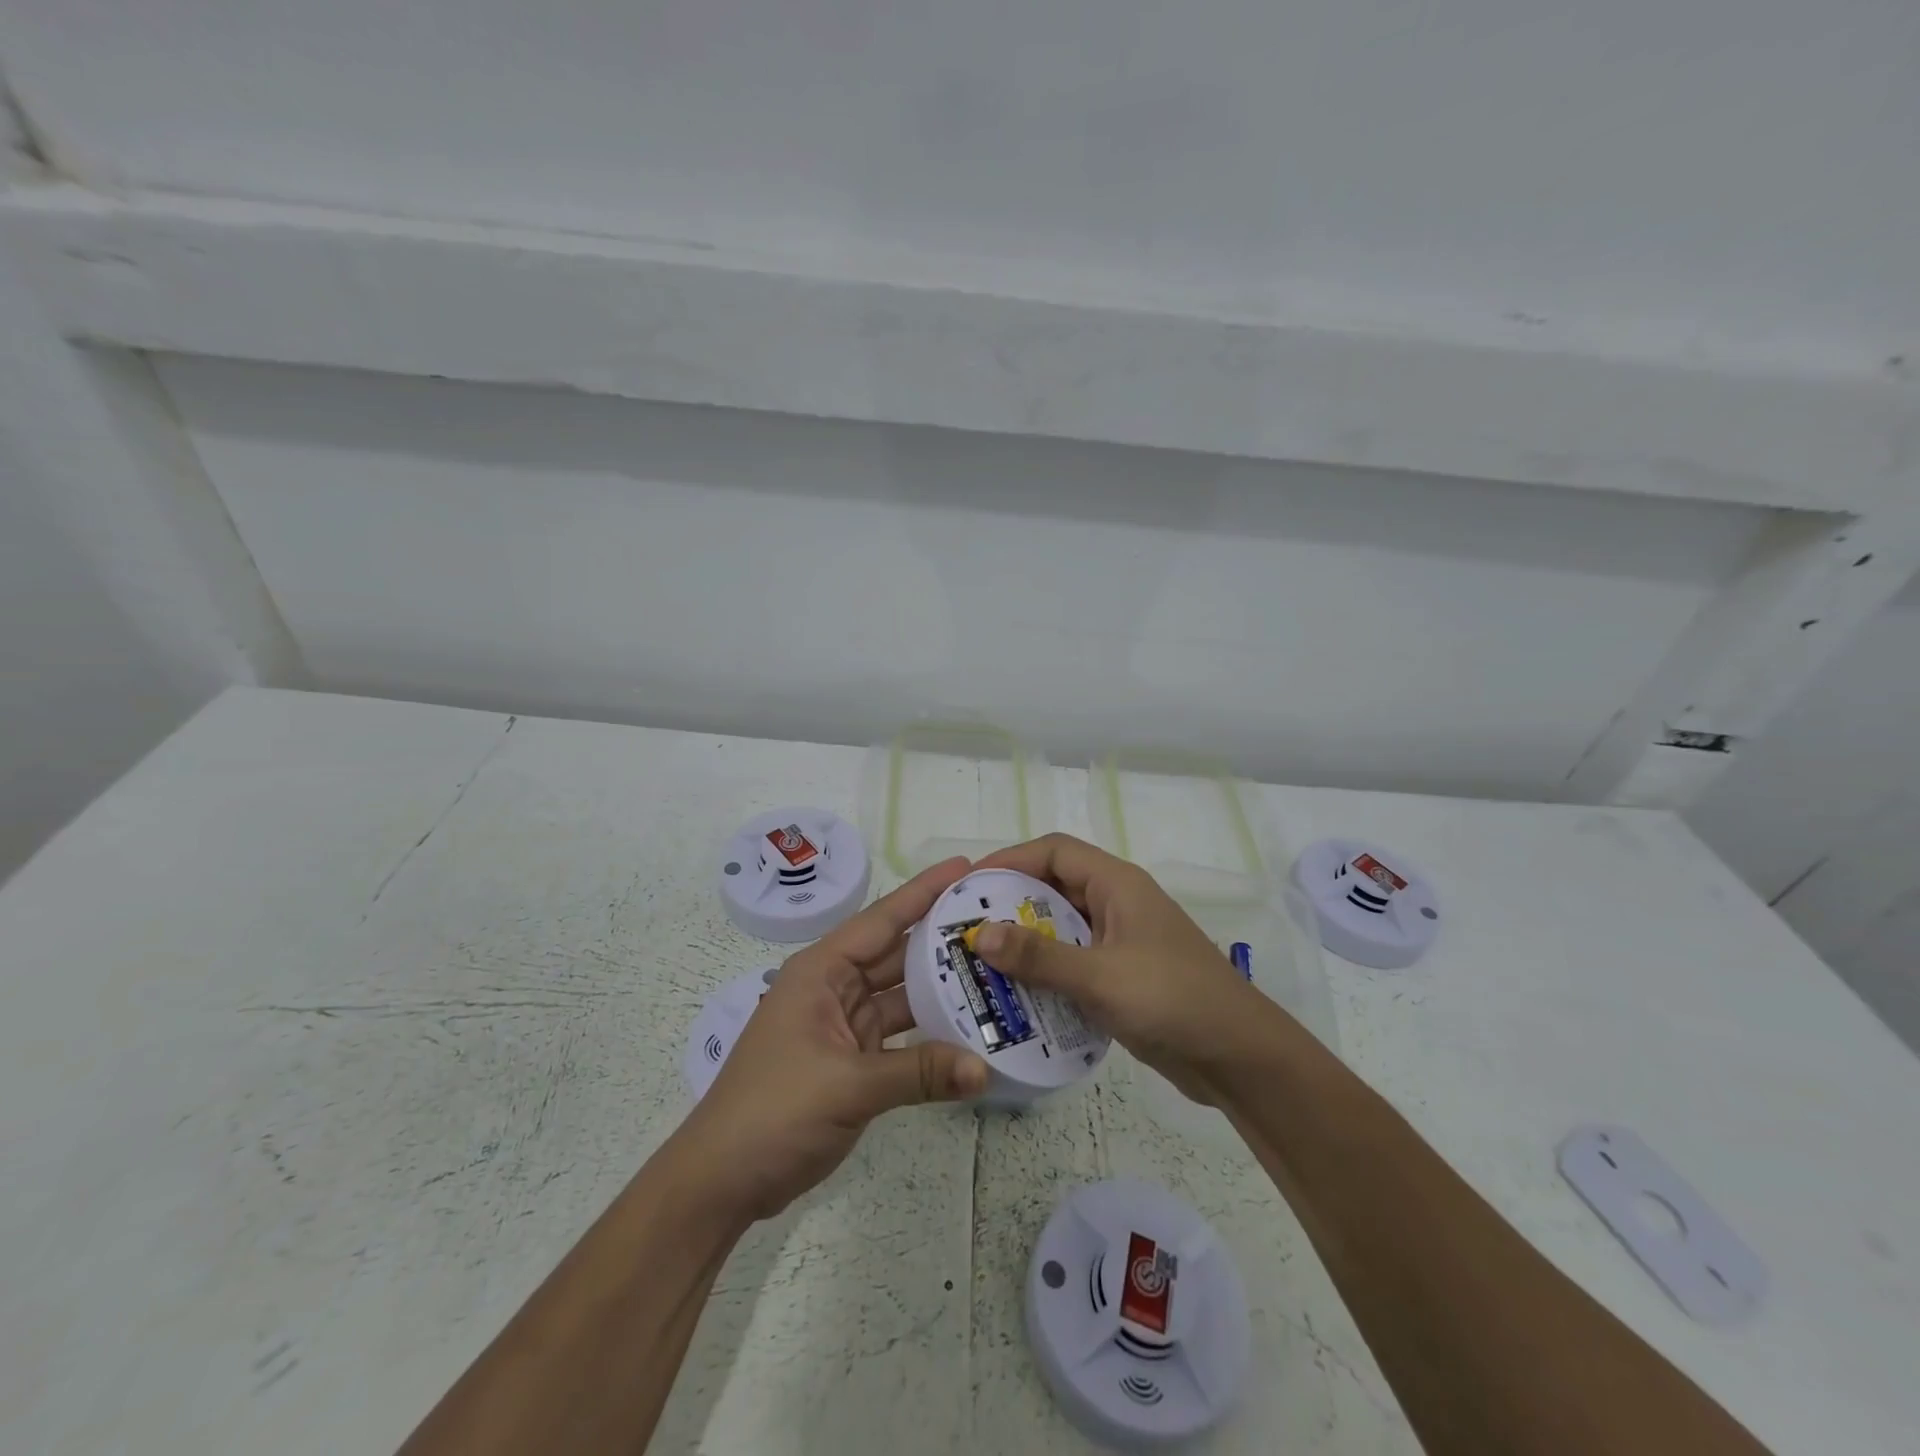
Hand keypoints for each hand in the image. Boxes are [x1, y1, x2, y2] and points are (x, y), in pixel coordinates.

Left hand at [669, 857, 988, 1221]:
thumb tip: (985, 1069)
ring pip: (903, 996)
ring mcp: (845, 1025)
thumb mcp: (846, 1086)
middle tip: (998, 922)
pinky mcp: (854, 1061)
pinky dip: (933, 1035)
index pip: (882, 919)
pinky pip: (903, 1036)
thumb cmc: (772, 1112)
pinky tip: (972, 1030)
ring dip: (944, 988)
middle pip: (898, 953)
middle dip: (944, 938)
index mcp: (821, 971)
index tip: (967, 867)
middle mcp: (835, 988)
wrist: (722, 1182)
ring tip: (998, 972)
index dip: (924, 891)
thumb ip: (919, 1073)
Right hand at [970, 834, 1279, 1102]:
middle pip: (1053, 887)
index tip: (969, 885)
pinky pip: (1073, 962)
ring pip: (1062, 928)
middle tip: (966, 928)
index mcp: (1117, 884)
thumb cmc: (1172, 999)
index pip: (1053, 851)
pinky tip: (1017, 997)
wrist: (1238, 1056)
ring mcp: (1120, 941)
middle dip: (1010, 904)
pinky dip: (1046, 973)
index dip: (1009, 859)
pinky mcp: (1122, 976)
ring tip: (981, 964)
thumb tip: (979, 934)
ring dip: (1025, 943)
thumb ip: (1039, 956)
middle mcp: (1117, 903)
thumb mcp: (1100, 976)